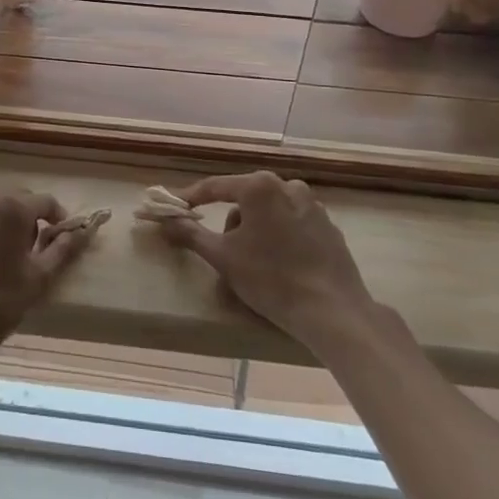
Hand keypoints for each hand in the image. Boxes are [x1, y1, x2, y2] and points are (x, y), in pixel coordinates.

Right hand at [154, 171, 375, 354]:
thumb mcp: (223, 257)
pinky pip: (293, 225)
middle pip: (245, 199)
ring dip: (256, 231)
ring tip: (256, 265)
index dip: (193, 198)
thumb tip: (165, 221)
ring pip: (270, 212)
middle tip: (227, 253)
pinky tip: (282, 266)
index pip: (216, 186)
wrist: (332, 311)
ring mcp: (313, 206)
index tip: (178, 208)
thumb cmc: (271, 278)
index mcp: (260, 186)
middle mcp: (288, 186)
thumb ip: (191, 234)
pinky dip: (281, 238)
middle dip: (232, 223)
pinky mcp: (329, 227)